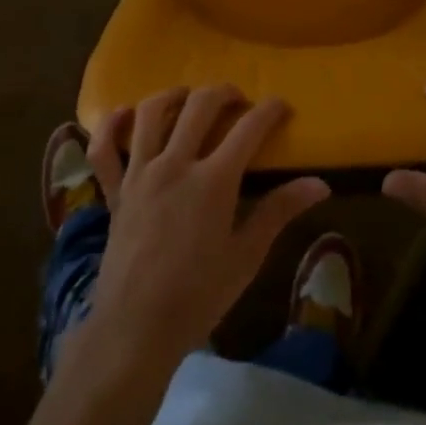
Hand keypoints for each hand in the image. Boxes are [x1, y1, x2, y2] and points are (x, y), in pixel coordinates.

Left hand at [80, 85, 329, 368]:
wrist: (135, 331)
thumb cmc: (198, 297)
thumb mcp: (246, 257)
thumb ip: (280, 211)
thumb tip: (320, 184)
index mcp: (213, 181)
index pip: (249, 128)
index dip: (270, 111)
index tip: (282, 106)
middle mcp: (175, 164)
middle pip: (200, 105)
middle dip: (224, 93)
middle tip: (238, 100)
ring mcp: (140, 174)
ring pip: (151, 112)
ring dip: (173, 96)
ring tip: (188, 98)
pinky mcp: (115, 190)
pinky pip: (104, 148)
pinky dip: (111, 125)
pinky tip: (125, 114)